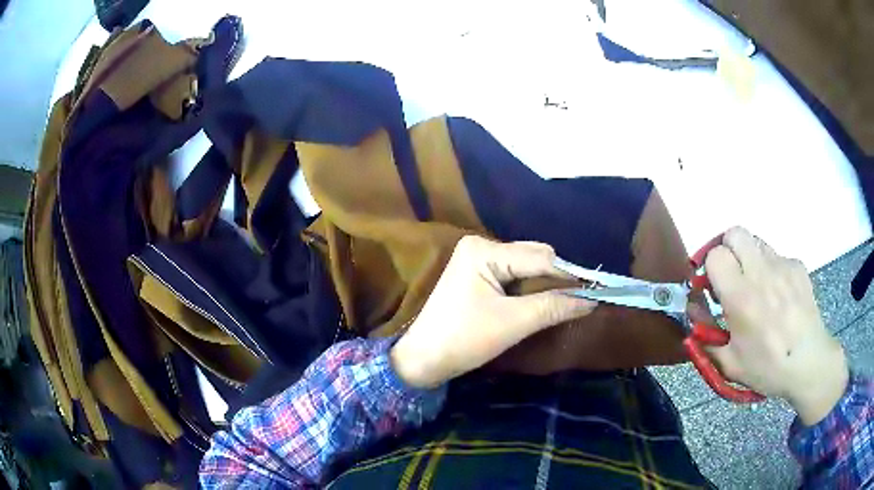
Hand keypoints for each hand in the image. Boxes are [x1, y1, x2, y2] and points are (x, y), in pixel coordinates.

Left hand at [391, 236, 594, 388]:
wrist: (424, 359)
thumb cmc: (464, 339)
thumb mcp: (513, 323)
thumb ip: (554, 307)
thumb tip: (592, 300)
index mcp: (485, 250)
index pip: (540, 257)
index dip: (569, 276)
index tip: (596, 292)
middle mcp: (482, 246)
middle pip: (534, 258)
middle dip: (557, 280)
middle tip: (580, 302)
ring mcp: (478, 260)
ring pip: (527, 268)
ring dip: (545, 286)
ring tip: (562, 305)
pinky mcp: (478, 275)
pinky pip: (514, 276)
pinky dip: (530, 290)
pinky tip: (541, 303)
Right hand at [705, 227, 847, 423]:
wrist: (809, 363)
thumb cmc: (768, 367)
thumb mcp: (729, 363)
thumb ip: (705, 337)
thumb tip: (694, 311)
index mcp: (742, 297)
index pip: (715, 255)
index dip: (709, 269)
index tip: (712, 288)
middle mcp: (762, 272)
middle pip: (735, 233)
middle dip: (727, 251)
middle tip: (731, 277)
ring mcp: (783, 265)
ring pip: (756, 242)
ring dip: (749, 259)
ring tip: (757, 288)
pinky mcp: (798, 266)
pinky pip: (777, 257)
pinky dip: (772, 270)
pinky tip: (779, 297)